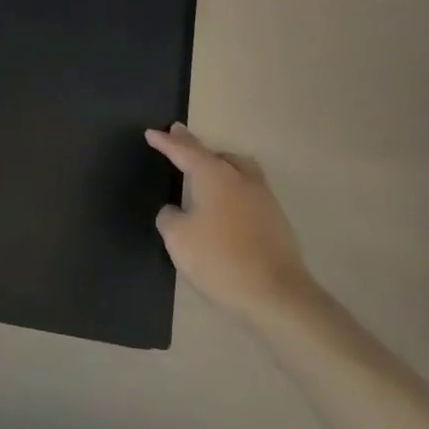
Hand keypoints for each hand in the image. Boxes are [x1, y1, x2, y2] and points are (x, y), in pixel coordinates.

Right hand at [147, 124, 316, 322]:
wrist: (277, 295)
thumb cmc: (221, 261)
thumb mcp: (179, 240)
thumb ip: (169, 218)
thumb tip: (174, 211)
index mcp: (214, 175)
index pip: (184, 151)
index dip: (165, 142)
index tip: (150, 133)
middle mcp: (239, 177)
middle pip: (212, 153)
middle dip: (191, 144)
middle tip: (177, 134)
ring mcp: (262, 196)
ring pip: (237, 167)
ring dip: (219, 161)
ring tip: (208, 163)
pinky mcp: (276, 218)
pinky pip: (248, 188)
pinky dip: (233, 185)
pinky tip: (228, 200)